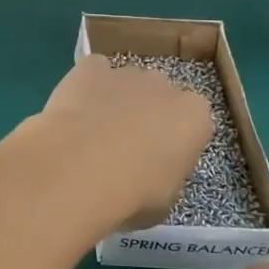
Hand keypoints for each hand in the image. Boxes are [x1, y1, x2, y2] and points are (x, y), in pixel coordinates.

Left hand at [31, 56, 211, 231]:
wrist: (80, 167)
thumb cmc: (132, 193)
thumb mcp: (164, 201)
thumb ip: (165, 177)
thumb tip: (150, 175)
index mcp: (195, 117)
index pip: (192, 123)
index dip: (173, 142)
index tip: (157, 162)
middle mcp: (165, 85)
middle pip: (160, 96)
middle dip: (146, 115)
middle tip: (123, 148)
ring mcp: (127, 72)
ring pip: (126, 83)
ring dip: (115, 101)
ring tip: (90, 134)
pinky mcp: (90, 67)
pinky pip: (93, 72)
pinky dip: (86, 87)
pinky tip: (73, 111)